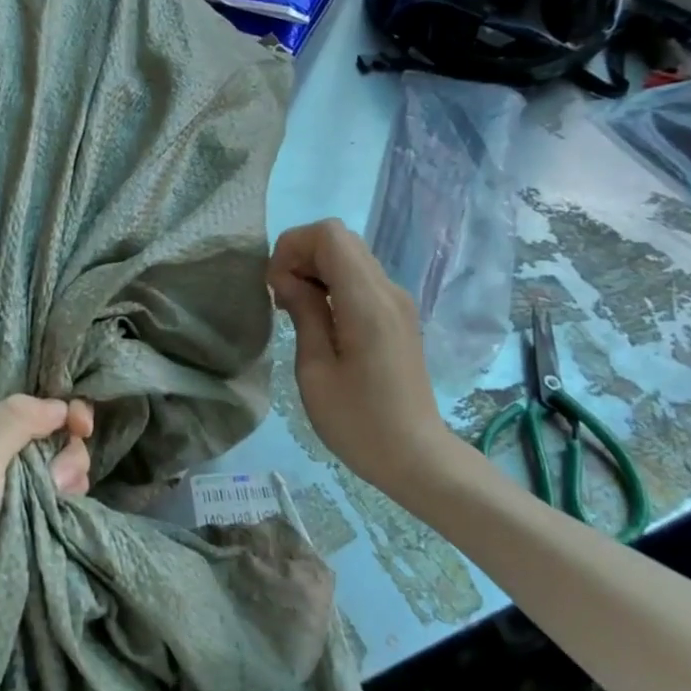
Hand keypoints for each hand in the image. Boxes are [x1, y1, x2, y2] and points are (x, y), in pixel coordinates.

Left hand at [0, 395, 93, 625]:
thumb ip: (15, 420)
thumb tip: (60, 406)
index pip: (16, 388)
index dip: (52, 399)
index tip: (77, 421)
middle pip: (44, 419)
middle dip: (63, 443)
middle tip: (61, 474)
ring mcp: (3, 473)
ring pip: (57, 450)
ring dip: (69, 470)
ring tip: (58, 497)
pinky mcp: (20, 502)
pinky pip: (58, 479)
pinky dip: (67, 489)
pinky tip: (62, 505)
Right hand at [267, 219, 458, 504]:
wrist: (416, 456)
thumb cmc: (357, 421)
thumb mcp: (315, 370)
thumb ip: (304, 313)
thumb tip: (286, 277)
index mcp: (367, 302)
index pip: (329, 234)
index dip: (292, 246)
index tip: (275, 286)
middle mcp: (388, 291)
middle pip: (340, 239)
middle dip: (301, 255)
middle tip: (281, 298)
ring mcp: (398, 302)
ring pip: (351, 257)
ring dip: (316, 270)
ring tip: (295, 309)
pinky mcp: (398, 317)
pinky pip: (361, 280)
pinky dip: (333, 284)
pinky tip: (319, 319)